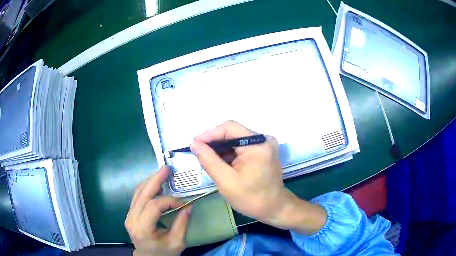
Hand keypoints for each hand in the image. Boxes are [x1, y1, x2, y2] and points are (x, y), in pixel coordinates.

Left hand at [125, 166, 192, 255]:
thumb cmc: (164, 253)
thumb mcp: (177, 242)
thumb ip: (182, 223)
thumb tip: (189, 205)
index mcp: (142, 229)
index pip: (154, 207)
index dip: (169, 201)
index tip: (183, 203)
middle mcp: (132, 219)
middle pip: (143, 195)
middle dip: (155, 180)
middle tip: (166, 169)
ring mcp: (129, 215)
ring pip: (138, 193)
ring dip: (150, 181)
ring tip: (162, 174)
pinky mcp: (130, 214)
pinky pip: (137, 196)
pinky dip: (146, 188)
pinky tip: (156, 184)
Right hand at [191, 121, 325, 234]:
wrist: (274, 208)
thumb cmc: (251, 198)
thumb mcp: (226, 181)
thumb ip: (209, 160)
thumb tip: (194, 144)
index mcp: (257, 144)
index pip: (229, 128)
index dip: (209, 134)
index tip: (194, 145)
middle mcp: (263, 139)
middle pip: (233, 132)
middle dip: (214, 143)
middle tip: (199, 154)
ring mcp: (264, 145)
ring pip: (236, 139)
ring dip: (221, 149)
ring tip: (208, 160)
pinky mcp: (263, 151)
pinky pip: (242, 147)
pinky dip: (229, 153)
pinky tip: (220, 163)